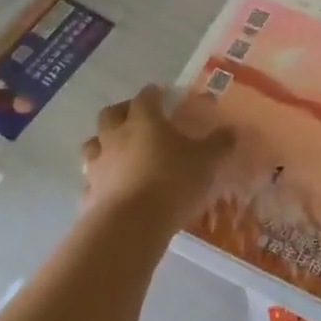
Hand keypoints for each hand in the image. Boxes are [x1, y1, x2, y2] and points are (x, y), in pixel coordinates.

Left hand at [81, 85, 234, 225]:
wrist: (130, 227)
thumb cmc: (172, 181)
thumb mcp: (206, 160)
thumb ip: (219, 144)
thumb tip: (232, 131)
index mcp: (144, 120)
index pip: (146, 96)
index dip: (154, 94)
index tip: (163, 96)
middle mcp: (116, 136)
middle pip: (110, 114)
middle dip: (122, 112)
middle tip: (137, 119)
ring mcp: (98, 165)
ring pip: (92, 144)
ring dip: (103, 144)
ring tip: (119, 152)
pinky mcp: (88, 195)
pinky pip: (90, 180)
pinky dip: (99, 180)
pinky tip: (111, 188)